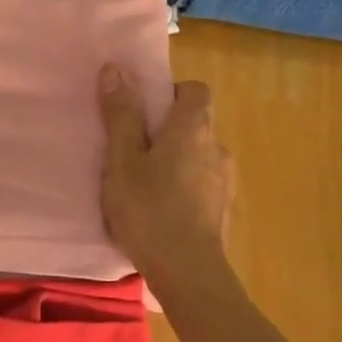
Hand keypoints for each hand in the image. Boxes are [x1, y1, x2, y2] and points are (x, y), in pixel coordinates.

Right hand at [97, 64, 233, 280]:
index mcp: (193, 128)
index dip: (171, 93)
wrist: (189, 273)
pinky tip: (161, 210)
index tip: (144, 111)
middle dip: (168, 130)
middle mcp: (217, 147)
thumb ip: (121, 114)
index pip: (196, 89)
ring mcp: (225, 181)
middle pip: (196, 123)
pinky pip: (202, 184)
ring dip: (177, 161)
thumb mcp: (122, 160)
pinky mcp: (224, 210)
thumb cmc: (150, 209)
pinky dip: (185, 187)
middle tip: (134, 150)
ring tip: (145, 184)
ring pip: (199, 155)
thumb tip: (116, 67)